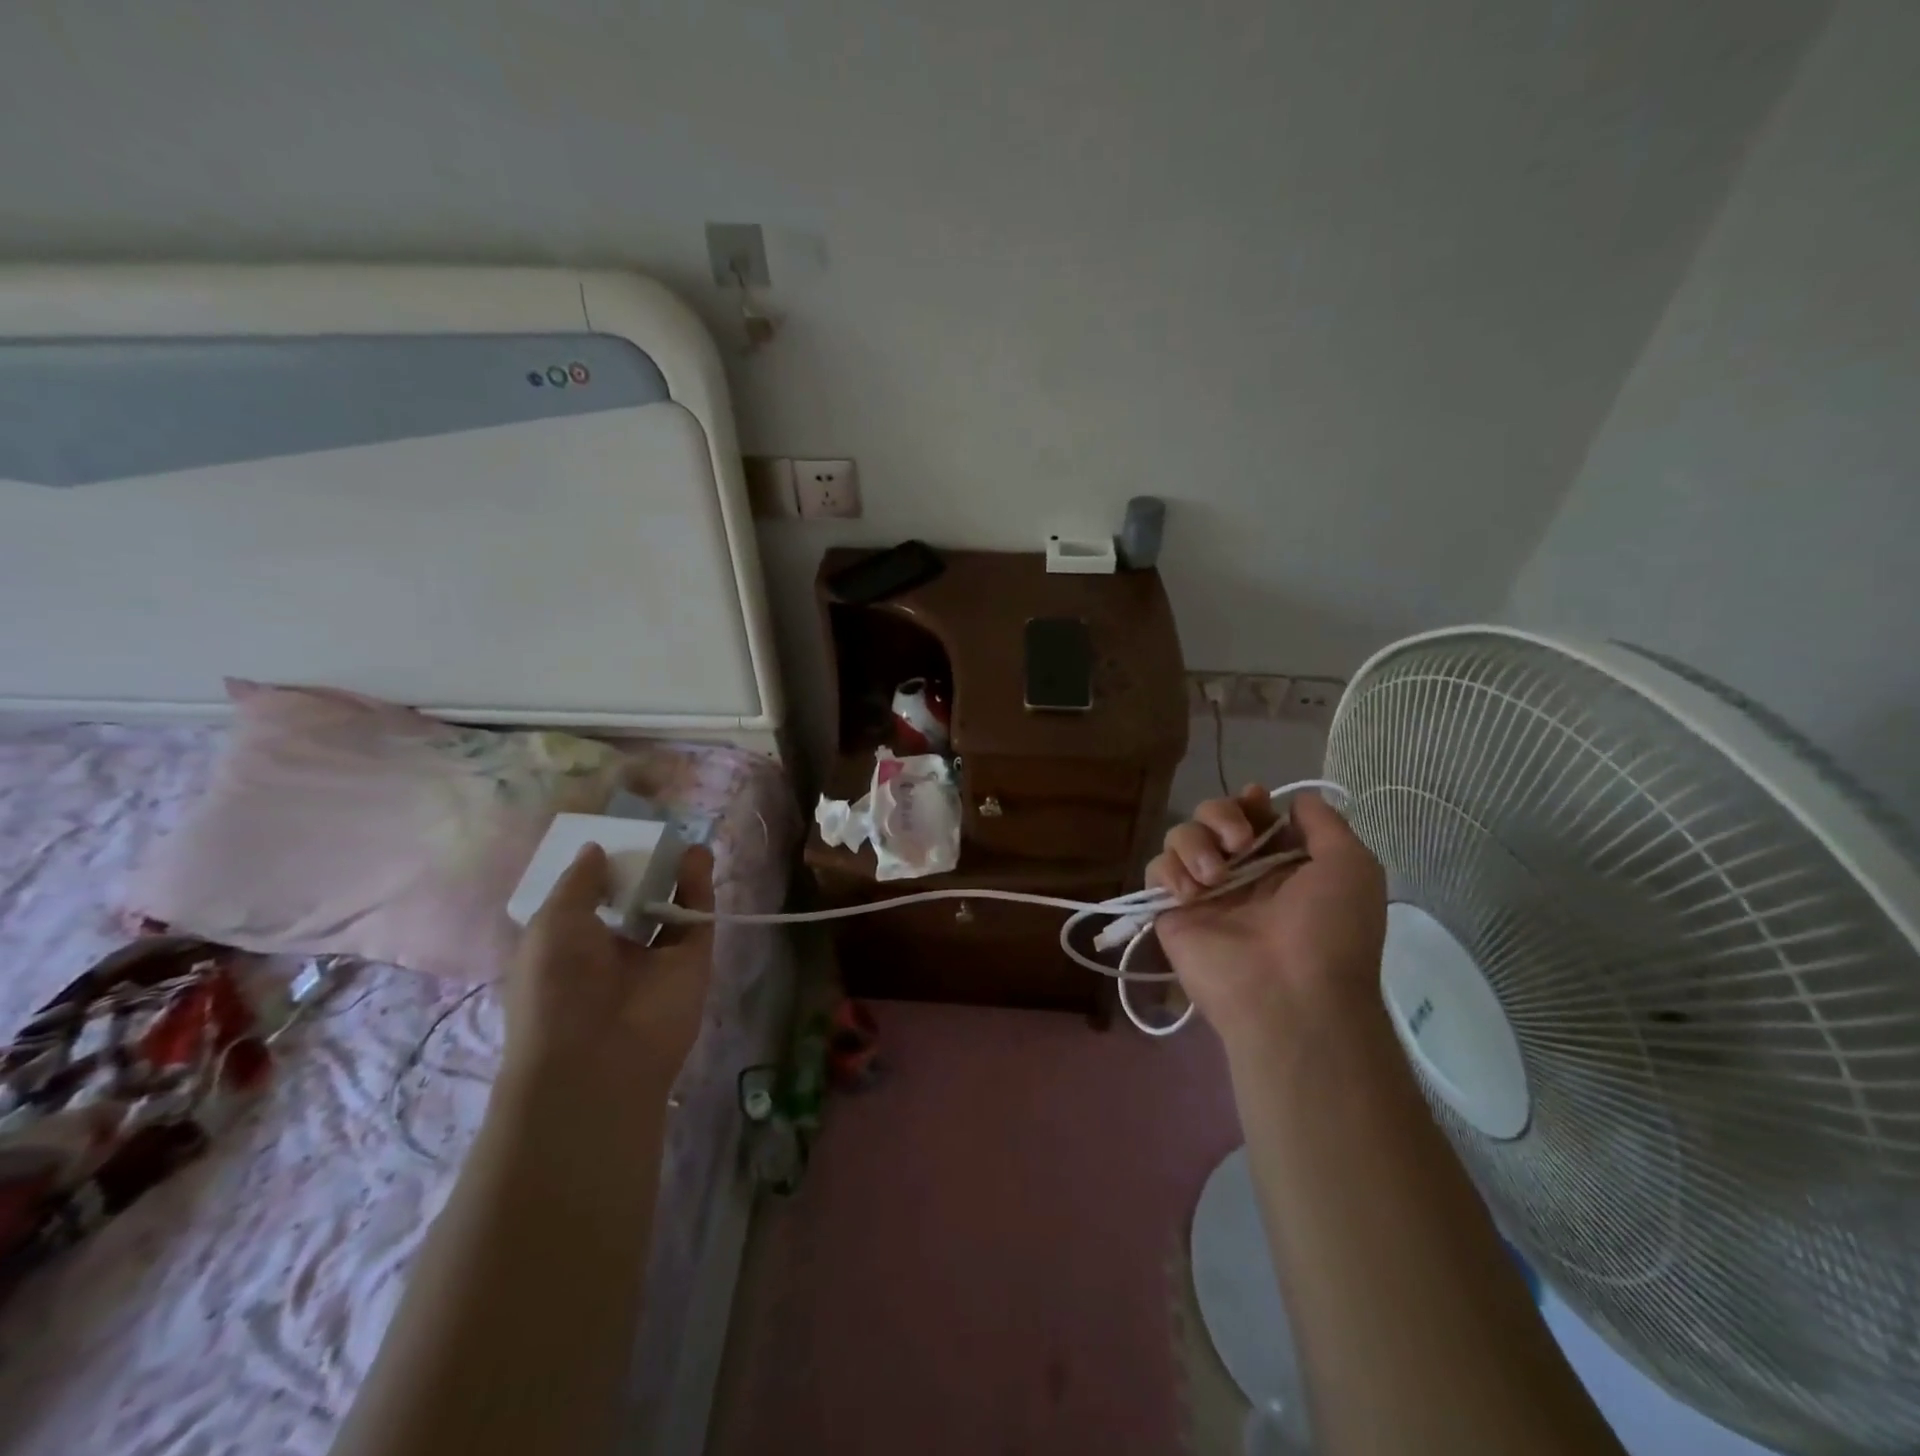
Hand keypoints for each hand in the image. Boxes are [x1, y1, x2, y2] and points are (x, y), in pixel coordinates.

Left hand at [504, 842, 716, 1089]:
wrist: (599, 1056)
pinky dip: (699, 888)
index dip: (596, 875)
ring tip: (681, 841)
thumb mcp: (552, 924)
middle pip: (632, 903)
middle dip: (641, 872)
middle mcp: (611, 953)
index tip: (608, 843)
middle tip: (651, 837)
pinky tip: (697, 856)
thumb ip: (579, 882)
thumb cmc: (556, 987)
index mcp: (567, 949)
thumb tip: (596, 849)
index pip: (584, 905)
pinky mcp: (692, 964)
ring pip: (670, 909)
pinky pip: (697, 919)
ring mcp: (654, 959)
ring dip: (675, 875)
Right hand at [1147, 786, 1386, 1049]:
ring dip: (1194, 843)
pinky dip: (1169, 871)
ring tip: (1215, 876)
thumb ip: (1325, 824)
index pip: (1252, 814)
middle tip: (1237, 843)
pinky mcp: (1172, 911)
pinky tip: (1190, 894)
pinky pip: (1155, 870)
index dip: (1248, 802)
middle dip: (1219, 815)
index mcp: (1282, 862)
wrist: (1289, 995)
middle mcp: (1240, 872)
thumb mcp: (1351, 867)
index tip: (1255, 802)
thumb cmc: (1328, 930)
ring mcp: (1204, 891)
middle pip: (1210, 815)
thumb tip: (1295, 800)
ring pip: (1179, 836)